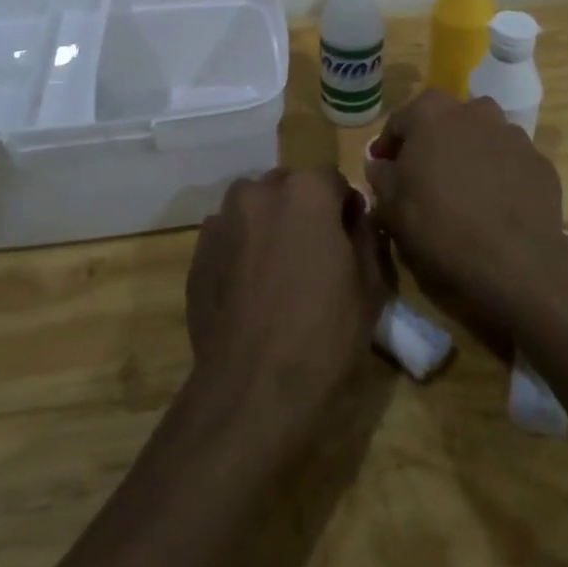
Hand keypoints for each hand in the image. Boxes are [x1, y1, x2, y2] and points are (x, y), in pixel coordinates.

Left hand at [186, 169, 386, 445]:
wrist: (253, 387)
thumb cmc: (324, 334)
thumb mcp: (370, 286)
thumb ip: (365, 237)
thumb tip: (355, 219)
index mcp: (306, 192)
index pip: (332, 178)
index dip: (344, 206)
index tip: (349, 238)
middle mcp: (259, 193)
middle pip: (288, 187)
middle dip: (303, 209)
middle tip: (313, 252)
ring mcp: (222, 221)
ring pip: (254, 207)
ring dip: (268, 224)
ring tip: (277, 268)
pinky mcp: (198, 252)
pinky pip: (228, 235)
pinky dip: (241, 248)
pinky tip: (250, 288)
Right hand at [366, 91, 567, 332]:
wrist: (515, 263)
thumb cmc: (439, 227)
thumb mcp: (391, 207)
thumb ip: (382, 176)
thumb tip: (381, 164)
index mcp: (432, 114)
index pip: (401, 119)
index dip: (389, 144)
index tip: (384, 168)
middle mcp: (475, 112)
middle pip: (447, 119)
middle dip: (433, 140)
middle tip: (425, 174)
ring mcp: (513, 135)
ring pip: (483, 136)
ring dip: (470, 153)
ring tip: (463, 189)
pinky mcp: (540, 163)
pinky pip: (510, 161)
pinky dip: (500, 174)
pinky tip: (495, 204)